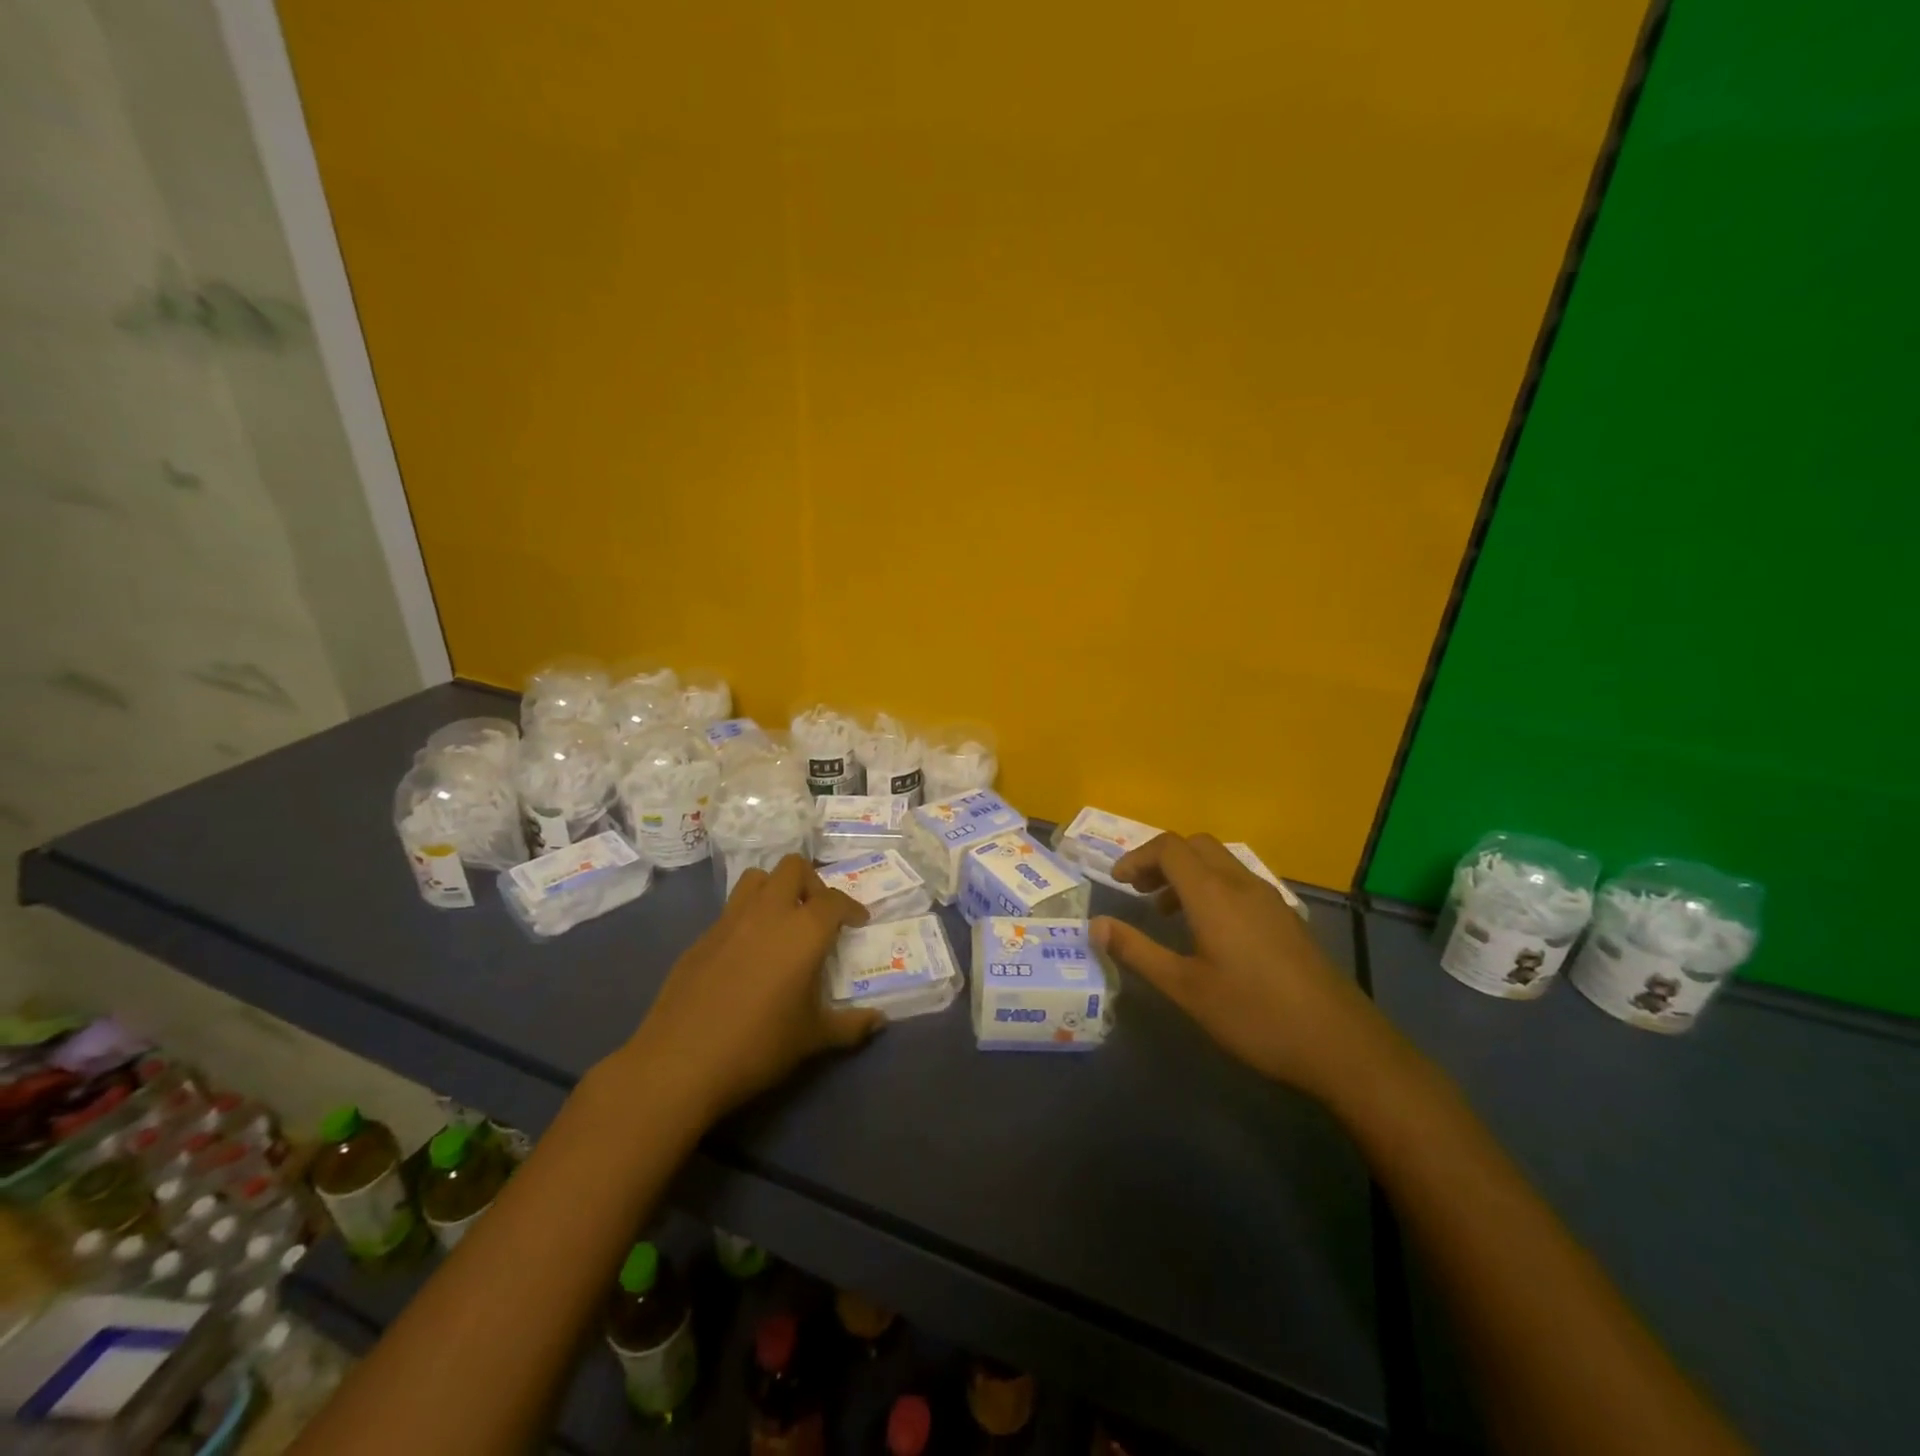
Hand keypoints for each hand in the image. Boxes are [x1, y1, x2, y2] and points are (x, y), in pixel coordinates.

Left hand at [622, 856, 882, 1122]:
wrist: (679, 1063)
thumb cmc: (758, 1046)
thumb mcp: (812, 1039)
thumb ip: (850, 1026)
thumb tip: (879, 1022)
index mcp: (803, 931)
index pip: (835, 899)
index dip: (851, 907)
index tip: (857, 921)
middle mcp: (768, 913)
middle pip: (793, 868)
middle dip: (811, 882)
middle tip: (818, 914)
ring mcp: (729, 921)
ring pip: (757, 878)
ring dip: (775, 889)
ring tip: (782, 921)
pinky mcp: (701, 938)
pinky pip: (731, 911)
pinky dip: (747, 918)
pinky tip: (747, 954)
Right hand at [1092, 833, 1393, 1103]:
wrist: (1340, 1043)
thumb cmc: (1253, 1014)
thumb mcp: (1185, 988)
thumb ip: (1137, 951)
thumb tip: (1095, 925)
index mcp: (1213, 894)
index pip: (1169, 847)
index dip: (1136, 857)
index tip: (1117, 883)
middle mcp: (1241, 883)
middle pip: (1195, 845)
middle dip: (1161, 859)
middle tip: (1138, 890)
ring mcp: (1269, 899)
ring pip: (1220, 862)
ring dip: (1187, 873)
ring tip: (1166, 911)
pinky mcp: (1285, 917)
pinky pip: (1239, 882)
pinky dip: (1212, 888)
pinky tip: (1209, 931)